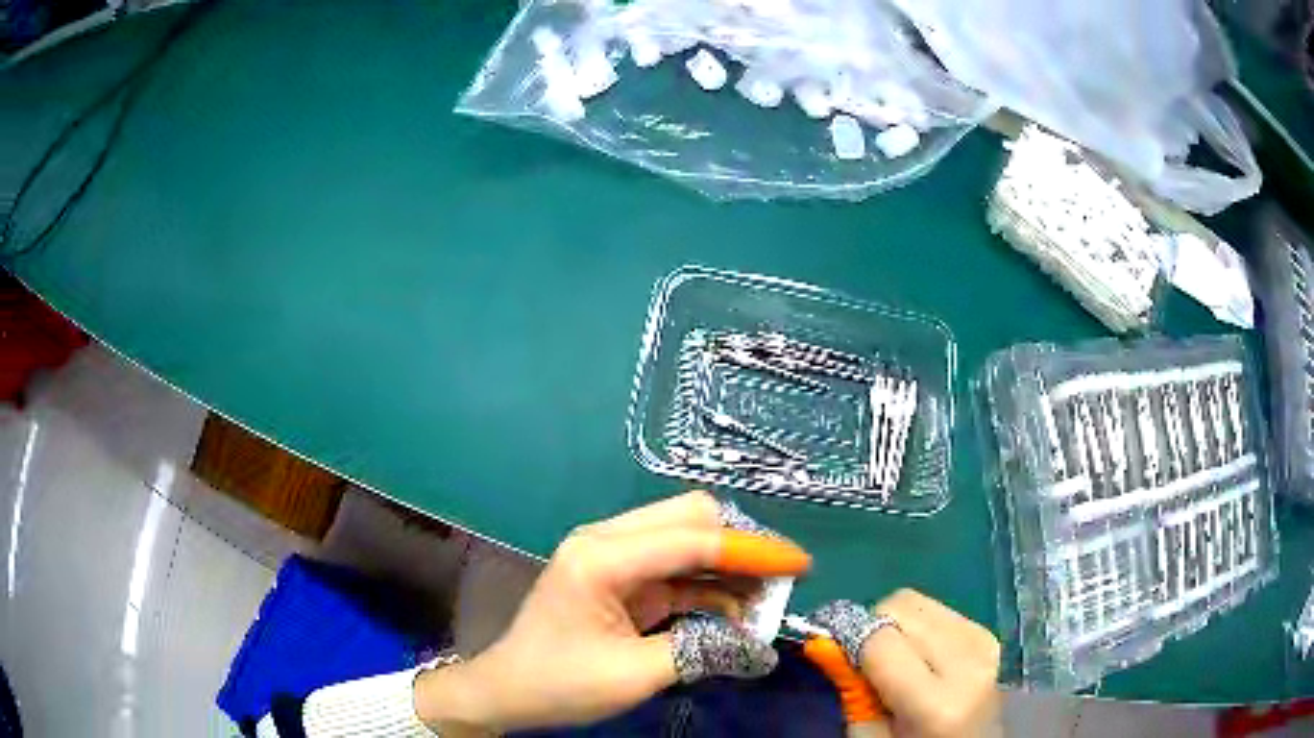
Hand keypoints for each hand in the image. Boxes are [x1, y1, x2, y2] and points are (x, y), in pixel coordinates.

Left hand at [415, 491, 811, 733]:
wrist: (508, 691)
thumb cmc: (560, 683)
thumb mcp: (634, 675)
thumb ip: (701, 651)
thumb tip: (761, 647)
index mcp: (602, 557)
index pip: (692, 540)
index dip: (751, 551)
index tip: (800, 565)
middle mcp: (607, 541)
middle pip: (689, 519)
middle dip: (740, 546)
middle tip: (781, 579)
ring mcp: (612, 556)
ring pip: (685, 539)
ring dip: (728, 566)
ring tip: (766, 599)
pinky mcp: (620, 577)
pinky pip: (675, 569)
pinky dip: (708, 585)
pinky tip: (735, 609)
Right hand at [810, 590, 1000, 737]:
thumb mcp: (868, 737)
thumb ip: (850, 689)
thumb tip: (825, 640)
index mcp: (937, 702)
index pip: (880, 640)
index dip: (847, 639)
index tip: (828, 648)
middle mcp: (967, 662)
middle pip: (900, 607)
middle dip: (872, 628)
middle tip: (864, 662)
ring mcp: (984, 643)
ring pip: (918, 601)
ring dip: (896, 625)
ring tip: (895, 660)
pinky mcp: (988, 633)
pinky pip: (938, 610)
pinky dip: (918, 627)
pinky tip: (921, 657)